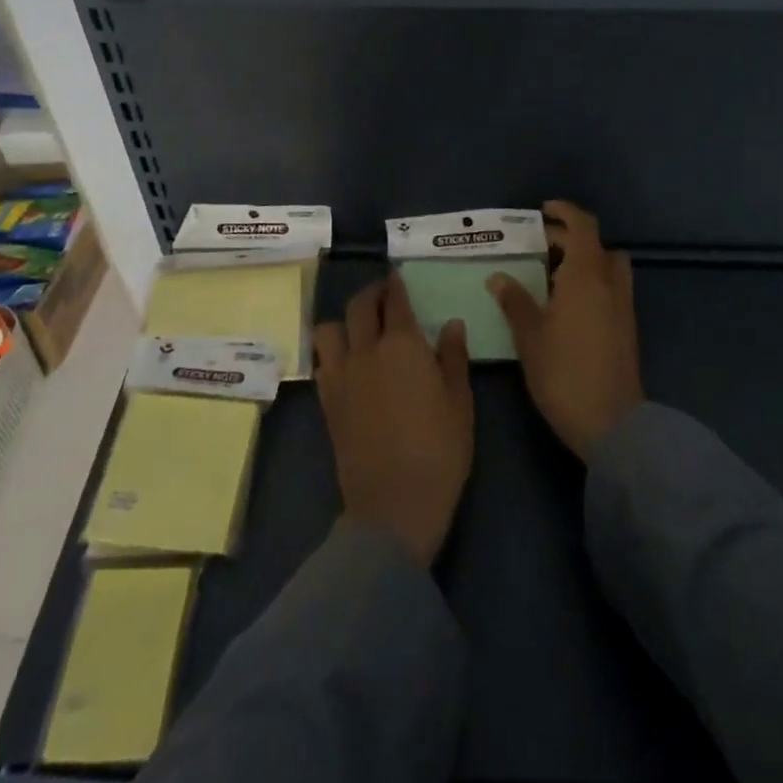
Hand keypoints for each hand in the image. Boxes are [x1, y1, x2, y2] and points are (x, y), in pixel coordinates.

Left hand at [314, 274, 473, 567]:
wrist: (393, 505)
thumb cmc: (439, 451)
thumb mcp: (460, 402)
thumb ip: (454, 357)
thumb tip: (450, 324)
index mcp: (402, 344)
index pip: (394, 300)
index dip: (395, 285)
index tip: (397, 277)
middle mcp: (365, 350)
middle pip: (359, 306)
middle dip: (371, 293)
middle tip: (383, 295)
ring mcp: (341, 375)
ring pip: (329, 329)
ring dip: (343, 321)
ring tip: (359, 329)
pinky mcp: (326, 401)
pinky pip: (322, 361)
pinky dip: (332, 352)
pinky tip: (347, 362)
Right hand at [488, 200, 643, 458]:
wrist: (613, 424)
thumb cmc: (564, 372)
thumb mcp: (530, 335)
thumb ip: (515, 301)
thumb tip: (499, 277)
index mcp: (586, 275)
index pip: (583, 226)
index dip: (564, 212)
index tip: (543, 211)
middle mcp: (610, 283)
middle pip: (596, 244)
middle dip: (569, 238)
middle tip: (538, 245)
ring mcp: (623, 306)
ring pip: (608, 266)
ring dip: (585, 260)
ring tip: (552, 274)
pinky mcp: (627, 327)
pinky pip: (611, 288)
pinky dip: (592, 282)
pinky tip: (566, 304)